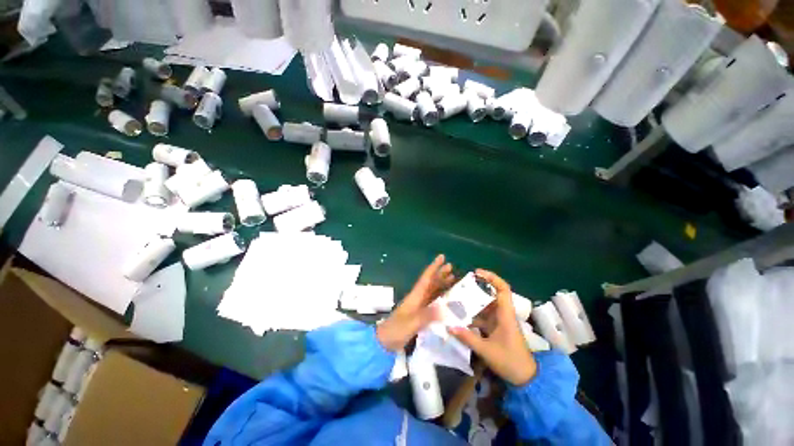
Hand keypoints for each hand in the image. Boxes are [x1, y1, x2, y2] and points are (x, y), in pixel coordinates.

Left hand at [376, 254, 454, 351]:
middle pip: (430, 283)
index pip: (426, 278)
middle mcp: (418, 298)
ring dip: (441, 285)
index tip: (442, 257)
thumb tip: (444, 308)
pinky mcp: (419, 315)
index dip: (434, 267)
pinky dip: (440, 299)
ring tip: (453, 280)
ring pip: (432, 292)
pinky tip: (447, 301)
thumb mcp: (411, 323)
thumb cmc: (396, 330)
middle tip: (452, 267)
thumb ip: (426, 316)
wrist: (384, 342)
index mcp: (415, 296)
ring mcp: (418, 307)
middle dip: (440, 274)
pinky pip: (433, 303)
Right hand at [448, 269, 536, 385]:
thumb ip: (467, 338)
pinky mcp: (497, 328)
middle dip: (478, 288)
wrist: (526, 378)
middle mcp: (503, 314)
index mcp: (505, 315)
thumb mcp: (487, 350)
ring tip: (458, 298)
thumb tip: (449, 327)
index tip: (477, 273)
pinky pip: (485, 316)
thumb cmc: (510, 361)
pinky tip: (462, 317)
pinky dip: (474, 314)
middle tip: (462, 285)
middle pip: (492, 294)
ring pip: (487, 305)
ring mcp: (500, 321)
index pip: (503, 289)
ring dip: (474, 302)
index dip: (492, 278)